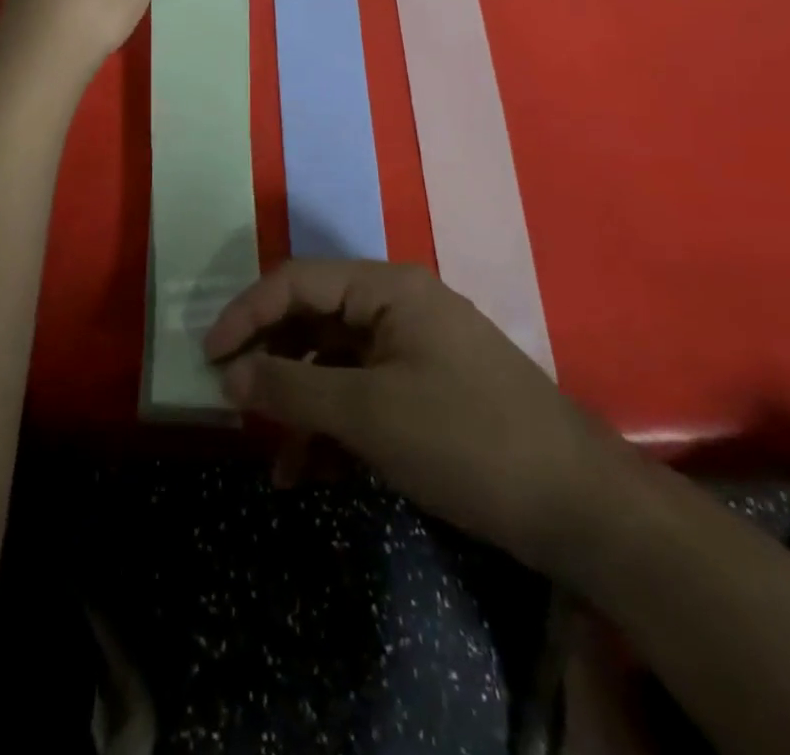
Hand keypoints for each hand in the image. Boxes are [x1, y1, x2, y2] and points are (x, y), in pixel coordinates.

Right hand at [204, 260, 643, 577]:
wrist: (580, 509)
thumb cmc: (466, 440)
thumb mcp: (368, 413)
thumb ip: (292, 387)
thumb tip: (228, 373)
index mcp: (386, 289)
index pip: (296, 281)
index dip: (246, 313)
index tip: (209, 355)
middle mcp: (396, 307)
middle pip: (312, 319)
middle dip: (271, 362)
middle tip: (234, 401)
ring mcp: (413, 350)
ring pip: (334, 363)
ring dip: (300, 405)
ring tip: (276, 459)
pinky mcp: (425, 392)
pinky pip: (362, 395)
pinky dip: (334, 427)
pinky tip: (313, 472)